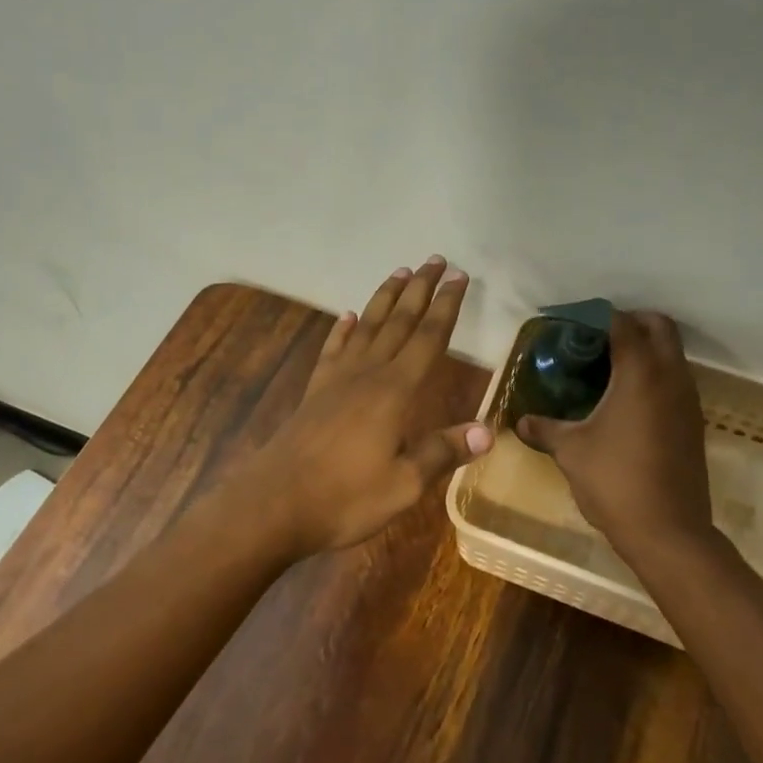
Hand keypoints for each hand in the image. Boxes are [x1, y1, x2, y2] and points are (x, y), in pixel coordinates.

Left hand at [250, 256, 491, 556]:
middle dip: (420, 289)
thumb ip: (443, 452)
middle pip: (399, 321)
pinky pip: (333, 349)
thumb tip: (487, 430)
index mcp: (394, 391)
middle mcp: (367, 374)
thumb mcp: (403, 484)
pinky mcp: (315, 391)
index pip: (429, 338)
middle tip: (435, 259)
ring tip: (400, 272)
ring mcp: (336, 379)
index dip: (446, 306)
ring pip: (367, 326)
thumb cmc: (345, 497)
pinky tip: (346, 317)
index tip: (459, 276)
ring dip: (385, 298)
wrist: (274, 504)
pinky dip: (342, 330)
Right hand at [515, 310, 712, 545]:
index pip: (622, 323)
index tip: (572, 323)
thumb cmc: (615, 482)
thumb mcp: (571, 452)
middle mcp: (671, 377)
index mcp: (640, 374)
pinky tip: (626, 399)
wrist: (669, 532)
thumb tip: (521, 422)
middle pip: (660, 327)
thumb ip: (545, 429)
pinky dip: (655, 374)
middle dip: (631, 321)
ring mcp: (688, 400)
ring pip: (673, 353)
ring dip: (647, 348)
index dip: (597, 316)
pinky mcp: (694, 422)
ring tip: (608, 365)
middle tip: (596, 337)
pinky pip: (676, 379)